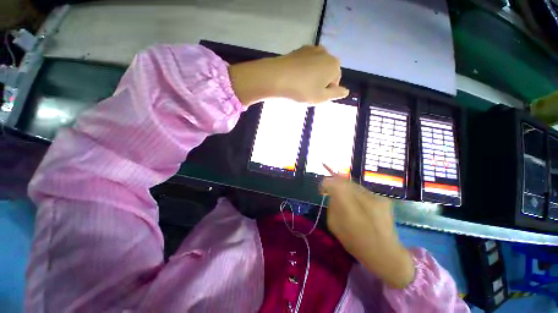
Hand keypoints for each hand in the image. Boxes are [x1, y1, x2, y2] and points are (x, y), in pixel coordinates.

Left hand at [228, 46, 348, 105]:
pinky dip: (303, 70)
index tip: (315, 95)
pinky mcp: (299, 50)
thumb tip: (346, 91)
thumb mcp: (321, 97)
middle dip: (320, 82)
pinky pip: (306, 63)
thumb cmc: (302, 90)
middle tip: (307, 91)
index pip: (335, 81)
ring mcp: (312, 49)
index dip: (326, 91)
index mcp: (334, 65)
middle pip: (327, 72)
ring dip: (312, 76)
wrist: (277, 77)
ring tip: (300, 85)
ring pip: (316, 67)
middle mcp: (326, 53)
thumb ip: (336, 94)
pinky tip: (295, 77)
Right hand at [322, 175, 415, 288]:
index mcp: (349, 205)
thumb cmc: (355, 243)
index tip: (323, 189)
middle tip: (334, 193)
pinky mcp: (384, 200)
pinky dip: (358, 195)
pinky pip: (364, 192)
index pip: (334, 183)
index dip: (327, 183)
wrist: (385, 254)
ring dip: (347, 190)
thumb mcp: (334, 225)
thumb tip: (332, 194)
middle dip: (337, 185)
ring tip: (347, 201)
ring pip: (355, 185)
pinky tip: (361, 207)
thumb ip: (331, 205)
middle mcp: (363, 196)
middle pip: (345, 181)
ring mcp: (376, 197)